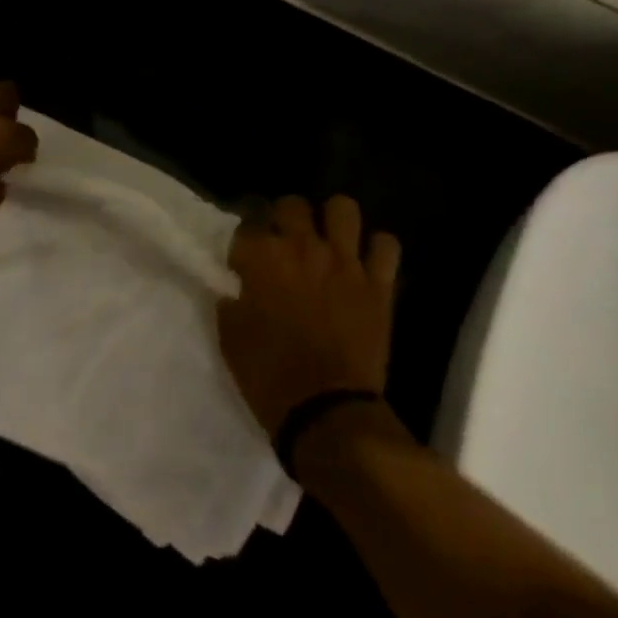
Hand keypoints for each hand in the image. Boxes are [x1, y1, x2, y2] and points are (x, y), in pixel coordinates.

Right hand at [217, 195, 400, 437]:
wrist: (326, 413)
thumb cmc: (269, 377)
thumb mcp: (231, 340)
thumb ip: (231, 303)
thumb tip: (235, 290)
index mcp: (264, 259)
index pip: (247, 226)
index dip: (245, 243)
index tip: (245, 262)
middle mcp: (304, 248)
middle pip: (292, 205)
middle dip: (286, 218)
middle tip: (286, 244)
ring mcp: (345, 262)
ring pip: (343, 208)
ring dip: (334, 221)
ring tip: (329, 241)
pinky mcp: (378, 283)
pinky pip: (386, 246)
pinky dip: (378, 250)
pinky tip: (368, 262)